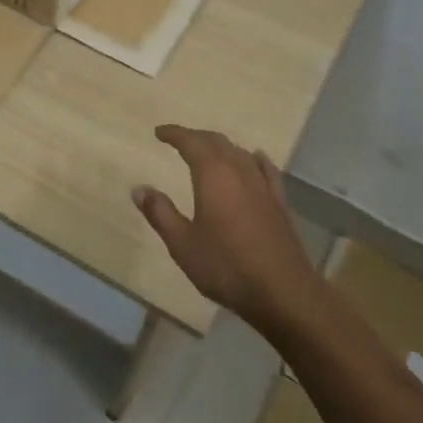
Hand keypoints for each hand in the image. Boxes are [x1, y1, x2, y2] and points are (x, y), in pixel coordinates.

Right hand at [133, 124, 316, 328]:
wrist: (282, 291)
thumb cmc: (226, 266)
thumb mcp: (182, 243)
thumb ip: (160, 213)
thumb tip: (139, 188)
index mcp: (213, 175)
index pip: (192, 142)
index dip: (175, 134)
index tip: (159, 132)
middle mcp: (240, 171)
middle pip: (217, 142)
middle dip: (196, 137)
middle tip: (178, 140)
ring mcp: (263, 185)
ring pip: (240, 153)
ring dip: (221, 147)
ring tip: (207, 151)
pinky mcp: (279, 202)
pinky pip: (265, 169)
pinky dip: (253, 159)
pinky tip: (254, 159)